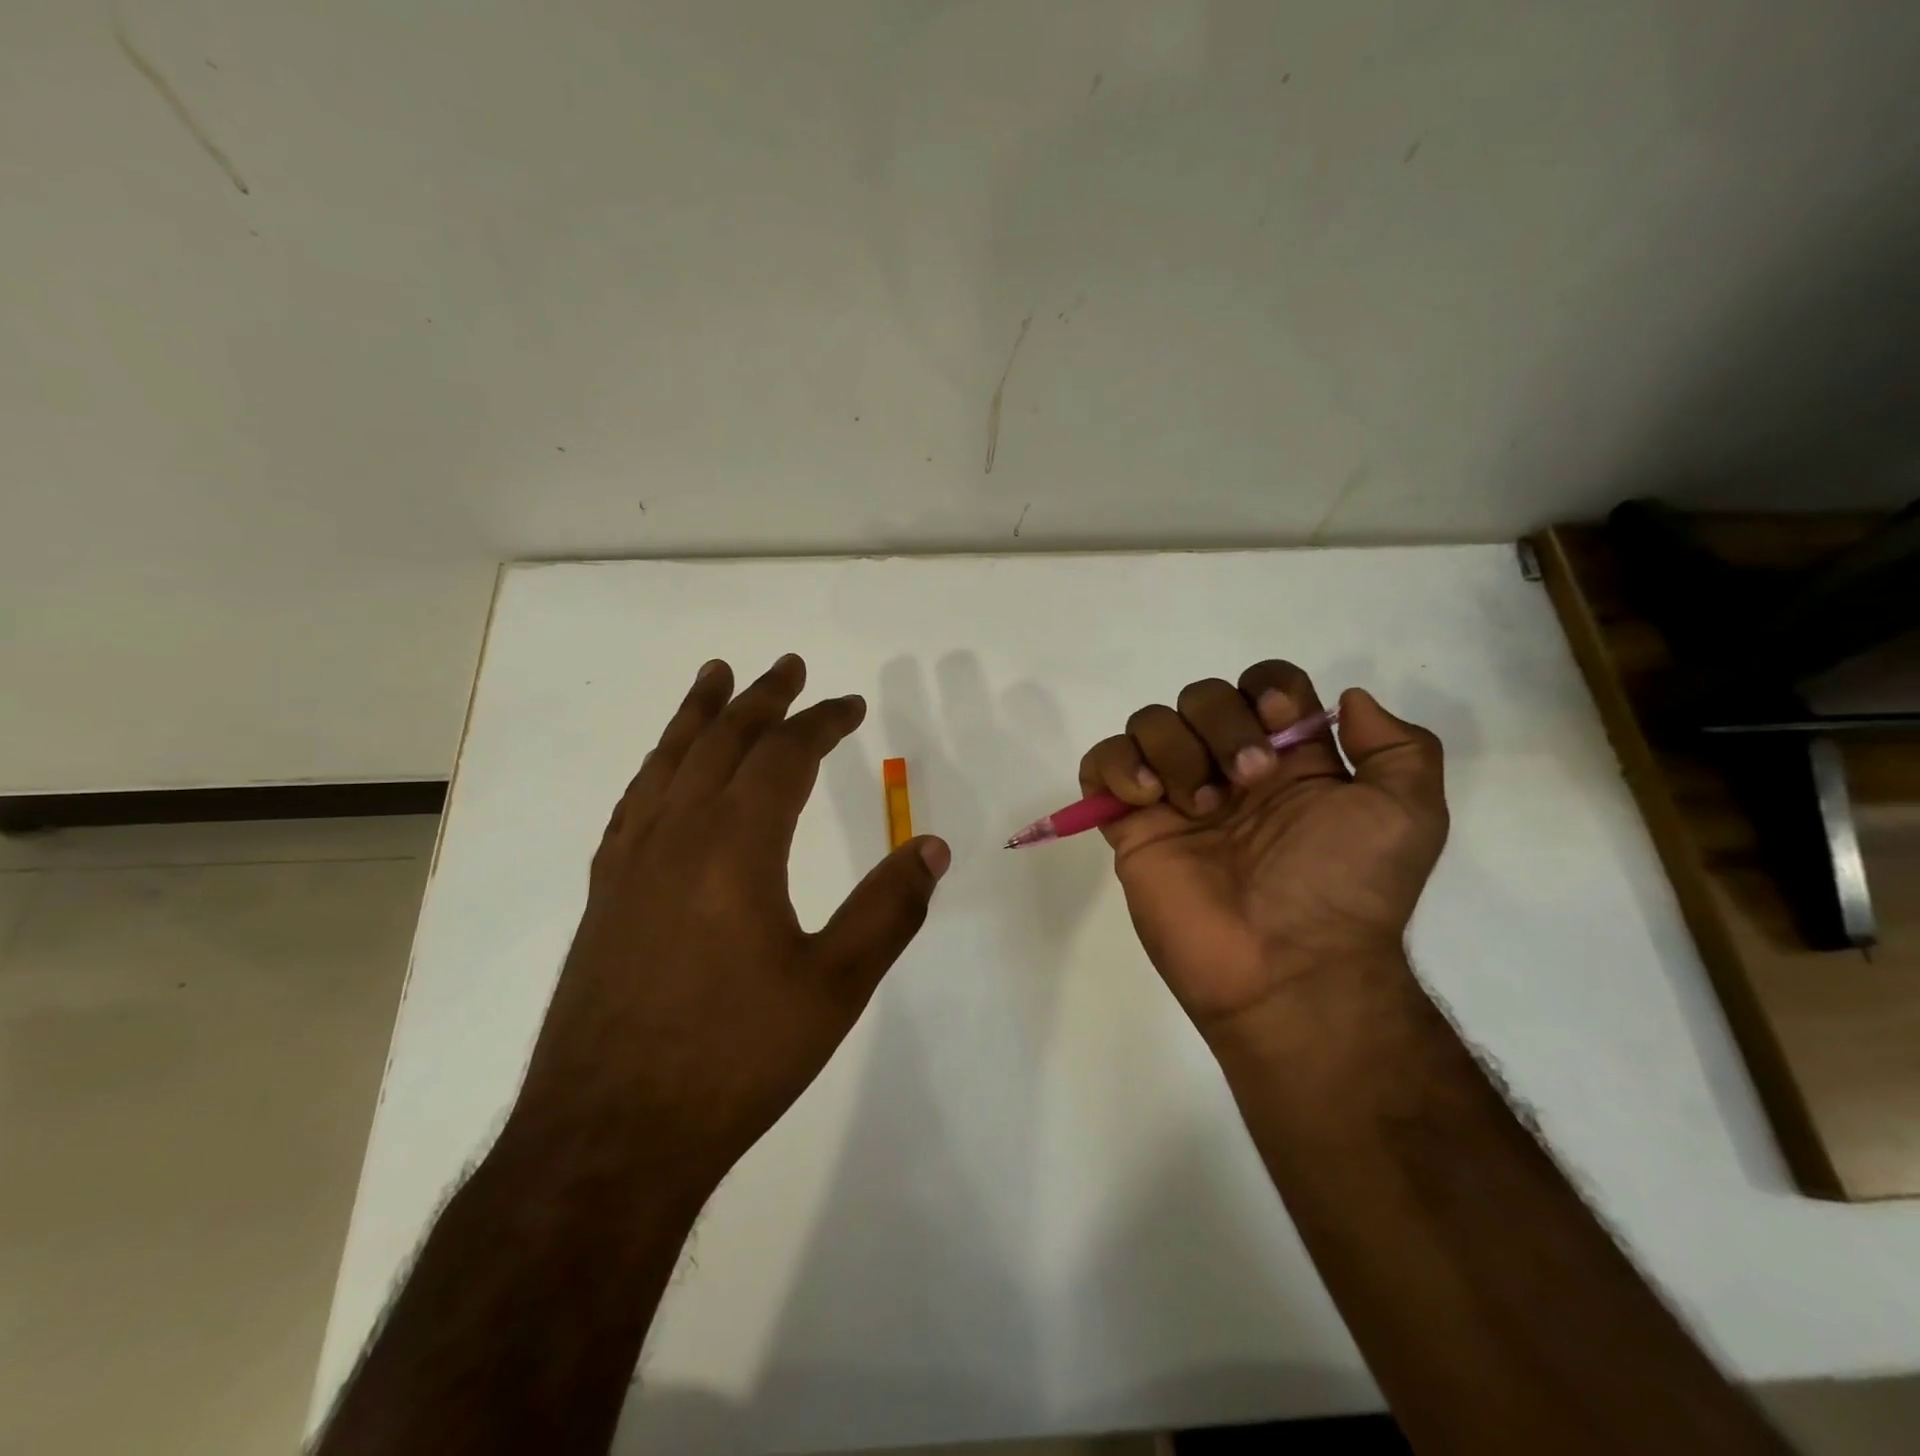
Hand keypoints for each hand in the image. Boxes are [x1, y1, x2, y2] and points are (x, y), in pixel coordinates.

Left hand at [513, 654, 950, 1201]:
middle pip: (721, 742)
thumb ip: (888, 909)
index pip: (784, 756)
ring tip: (714, 677)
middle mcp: (677, 835)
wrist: (612, 1135)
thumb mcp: (835, 986)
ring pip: (668, 763)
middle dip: (761, 700)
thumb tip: (931, 846)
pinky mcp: (605, 895)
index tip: (850, 704)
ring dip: (697, 716)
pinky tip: (663, 771)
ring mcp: (631, 863)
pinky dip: (657, 769)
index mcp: (736, 845)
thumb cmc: (735, 1057)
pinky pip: (634, 805)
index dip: (821, 722)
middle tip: (787, 665)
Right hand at [1079, 661, 1446, 1040]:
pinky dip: (1116, 765)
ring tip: (1197, 808)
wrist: (1286, 968)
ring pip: (1149, 722)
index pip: (1263, 686)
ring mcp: (1175, 795)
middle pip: (1201, 695)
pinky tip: (1146, 799)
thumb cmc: (1345, 888)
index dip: (1266, 691)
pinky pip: (1100, 763)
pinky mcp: (1131, 825)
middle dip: (1222, 725)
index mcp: (1290, 760)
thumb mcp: (1408, 815)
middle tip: (1245, 784)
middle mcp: (1229, 768)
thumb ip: (1399, 747)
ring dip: (1173, 750)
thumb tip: (1346, 701)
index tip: (1278, 727)